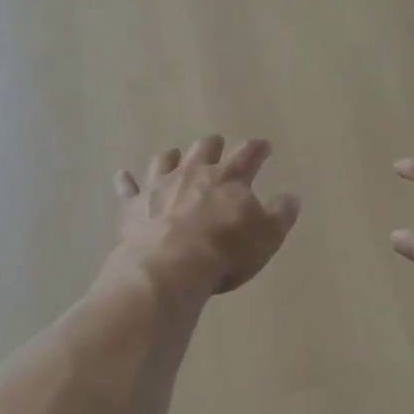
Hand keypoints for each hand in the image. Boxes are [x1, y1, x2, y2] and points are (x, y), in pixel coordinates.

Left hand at [110, 136, 300, 299]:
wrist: (169, 268)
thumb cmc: (225, 251)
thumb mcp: (267, 237)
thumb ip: (281, 215)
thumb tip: (292, 198)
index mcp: (228, 178)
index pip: (248, 155)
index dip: (257, 149)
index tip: (264, 146)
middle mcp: (193, 173)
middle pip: (204, 149)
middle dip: (213, 145)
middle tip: (217, 144)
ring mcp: (160, 186)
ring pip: (165, 160)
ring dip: (172, 157)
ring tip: (174, 156)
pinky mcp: (134, 205)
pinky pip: (127, 188)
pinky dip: (126, 181)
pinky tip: (122, 175)